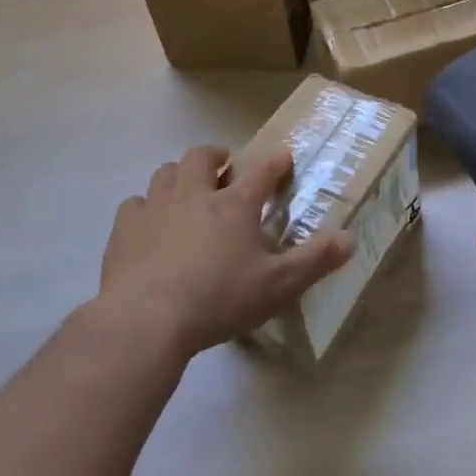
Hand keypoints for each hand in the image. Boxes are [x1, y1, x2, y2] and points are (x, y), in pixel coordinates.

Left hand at [96, 144, 348, 359]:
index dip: (275, 162)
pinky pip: (135, 203)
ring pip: (167, 172)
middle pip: (203, 157)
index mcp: (234, 205)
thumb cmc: (219, 299)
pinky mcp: (125, 228)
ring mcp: (156, 207)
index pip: (261, 171)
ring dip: (180, 175)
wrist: (146, 318)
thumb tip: (350, 239)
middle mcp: (194, 194)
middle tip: (225, 168)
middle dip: (217, 156)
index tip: (282, 157)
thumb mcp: (278, 286)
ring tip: (188, 190)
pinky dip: (146, 207)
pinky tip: (150, 224)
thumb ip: (315, 261)